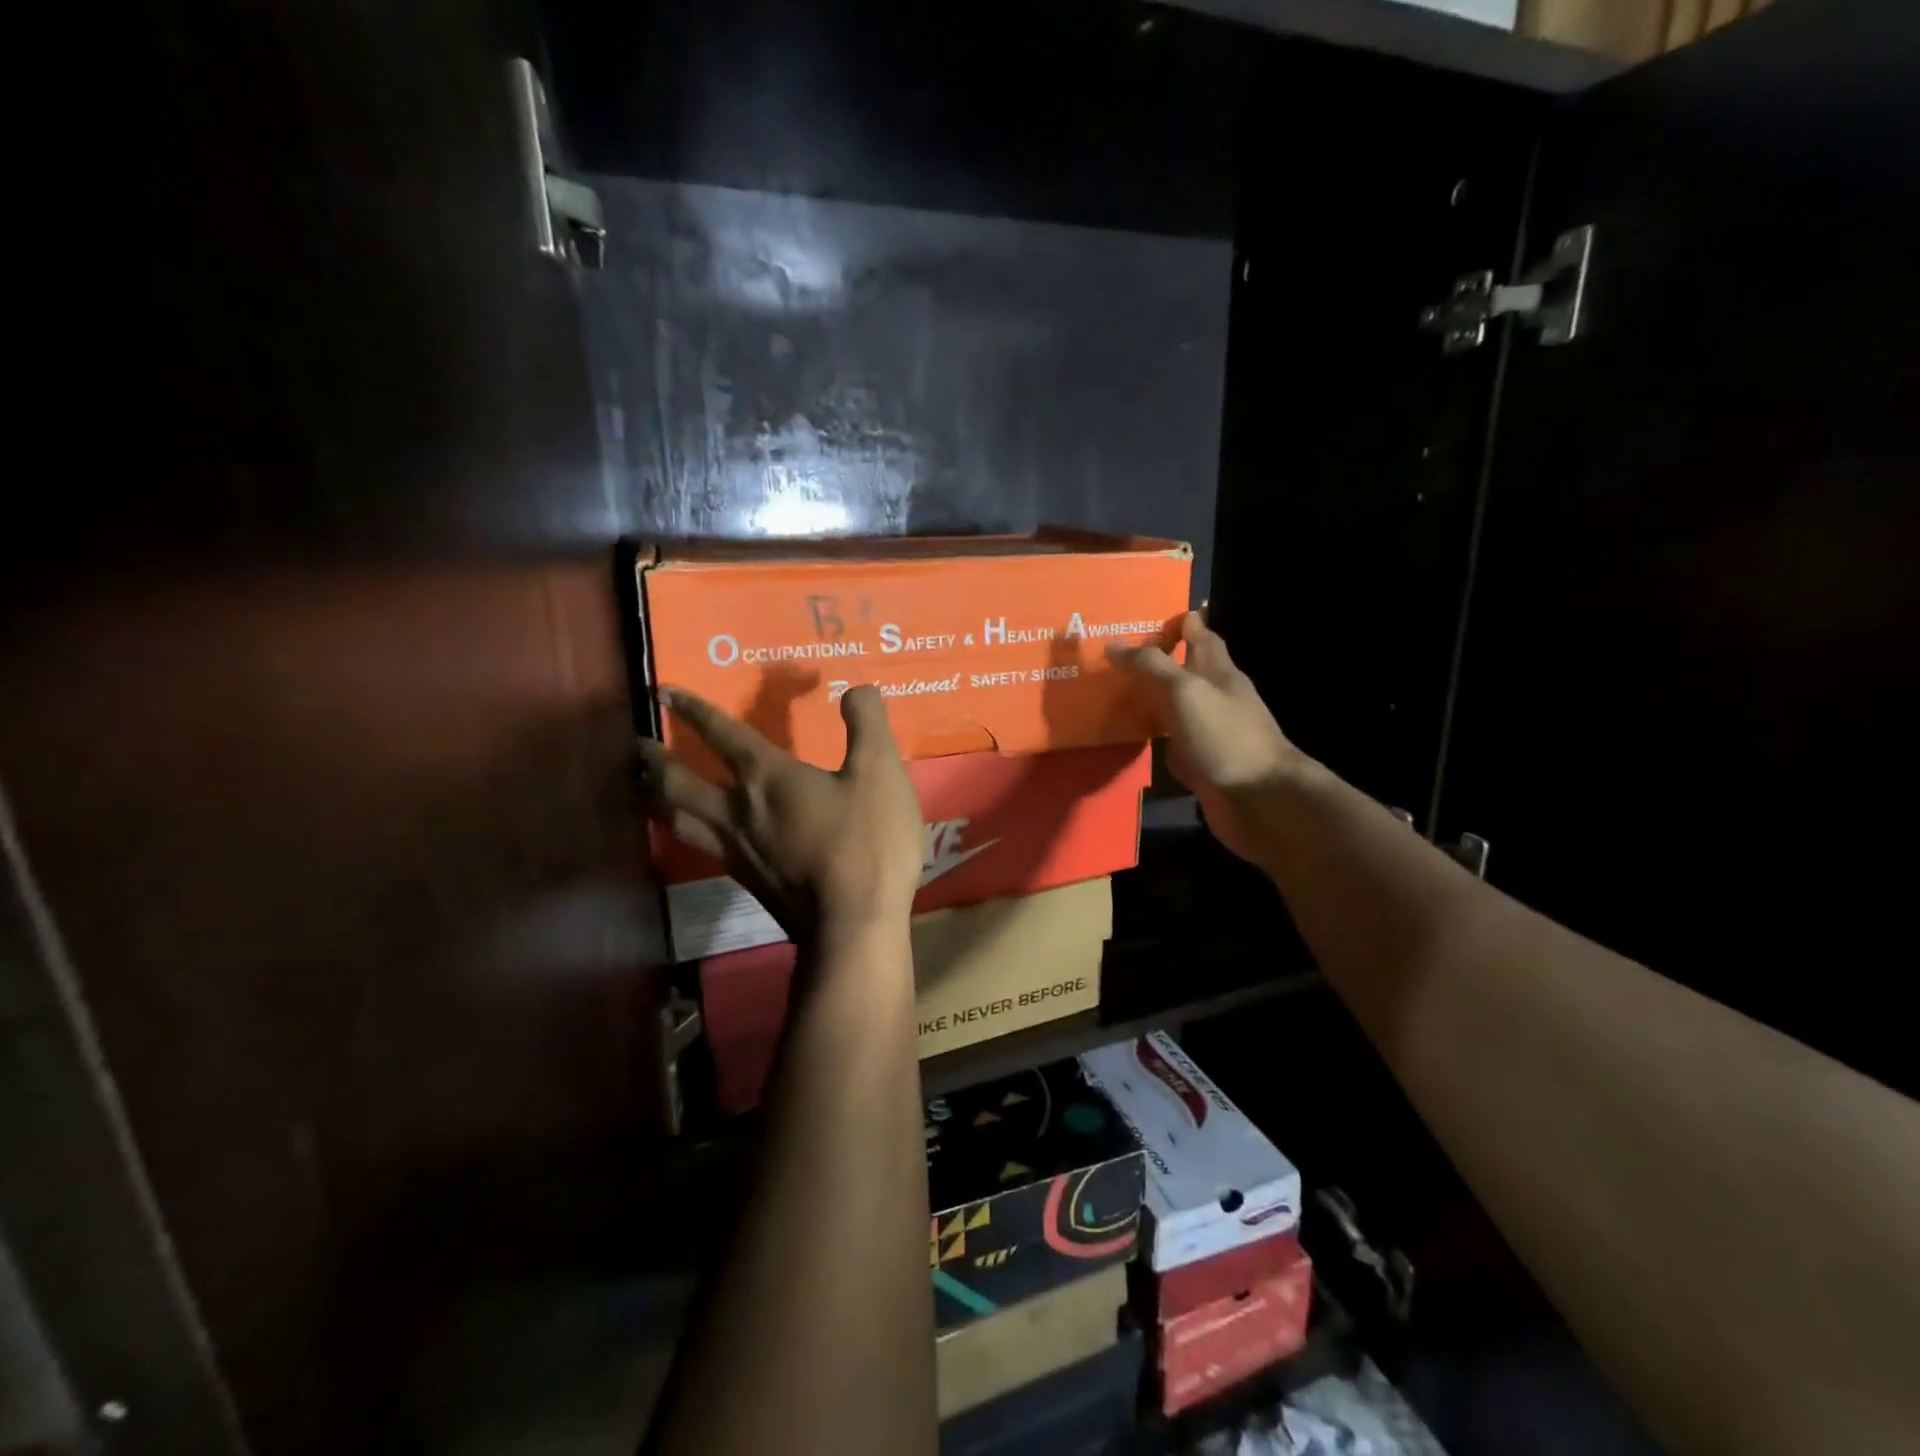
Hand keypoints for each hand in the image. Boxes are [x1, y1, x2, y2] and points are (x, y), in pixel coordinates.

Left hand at [637, 685, 922, 946]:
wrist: (853, 924)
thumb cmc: (867, 842)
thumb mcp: (881, 772)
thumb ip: (867, 724)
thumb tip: (855, 691)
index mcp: (767, 778)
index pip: (722, 735)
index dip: (694, 710)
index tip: (664, 691)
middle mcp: (739, 812)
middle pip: (679, 783)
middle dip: (655, 760)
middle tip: (635, 746)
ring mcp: (737, 851)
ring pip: (679, 820)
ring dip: (657, 798)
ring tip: (645, 788)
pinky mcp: (747, 882)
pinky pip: (701, 846)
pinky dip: (683, 831)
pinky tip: (696, 834)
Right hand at [1110, 611, 1310, 865]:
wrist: (1260, 800)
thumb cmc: (1224, 737)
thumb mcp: (1184, 691)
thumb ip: (1151, 667)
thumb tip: (1114, 644)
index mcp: (1218, 672)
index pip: (1200, 635)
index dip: (1179, 622)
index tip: (1147, 616)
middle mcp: (1216, 698)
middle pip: (1186, 671)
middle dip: (1158, 661)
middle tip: (1117, 656)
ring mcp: (1211, 733)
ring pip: (1177, 708)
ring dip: (1153, 700)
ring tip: (1116, 693)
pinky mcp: (1203, 764)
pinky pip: (1175, 744)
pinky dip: (1157, 739)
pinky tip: (1135, 741)